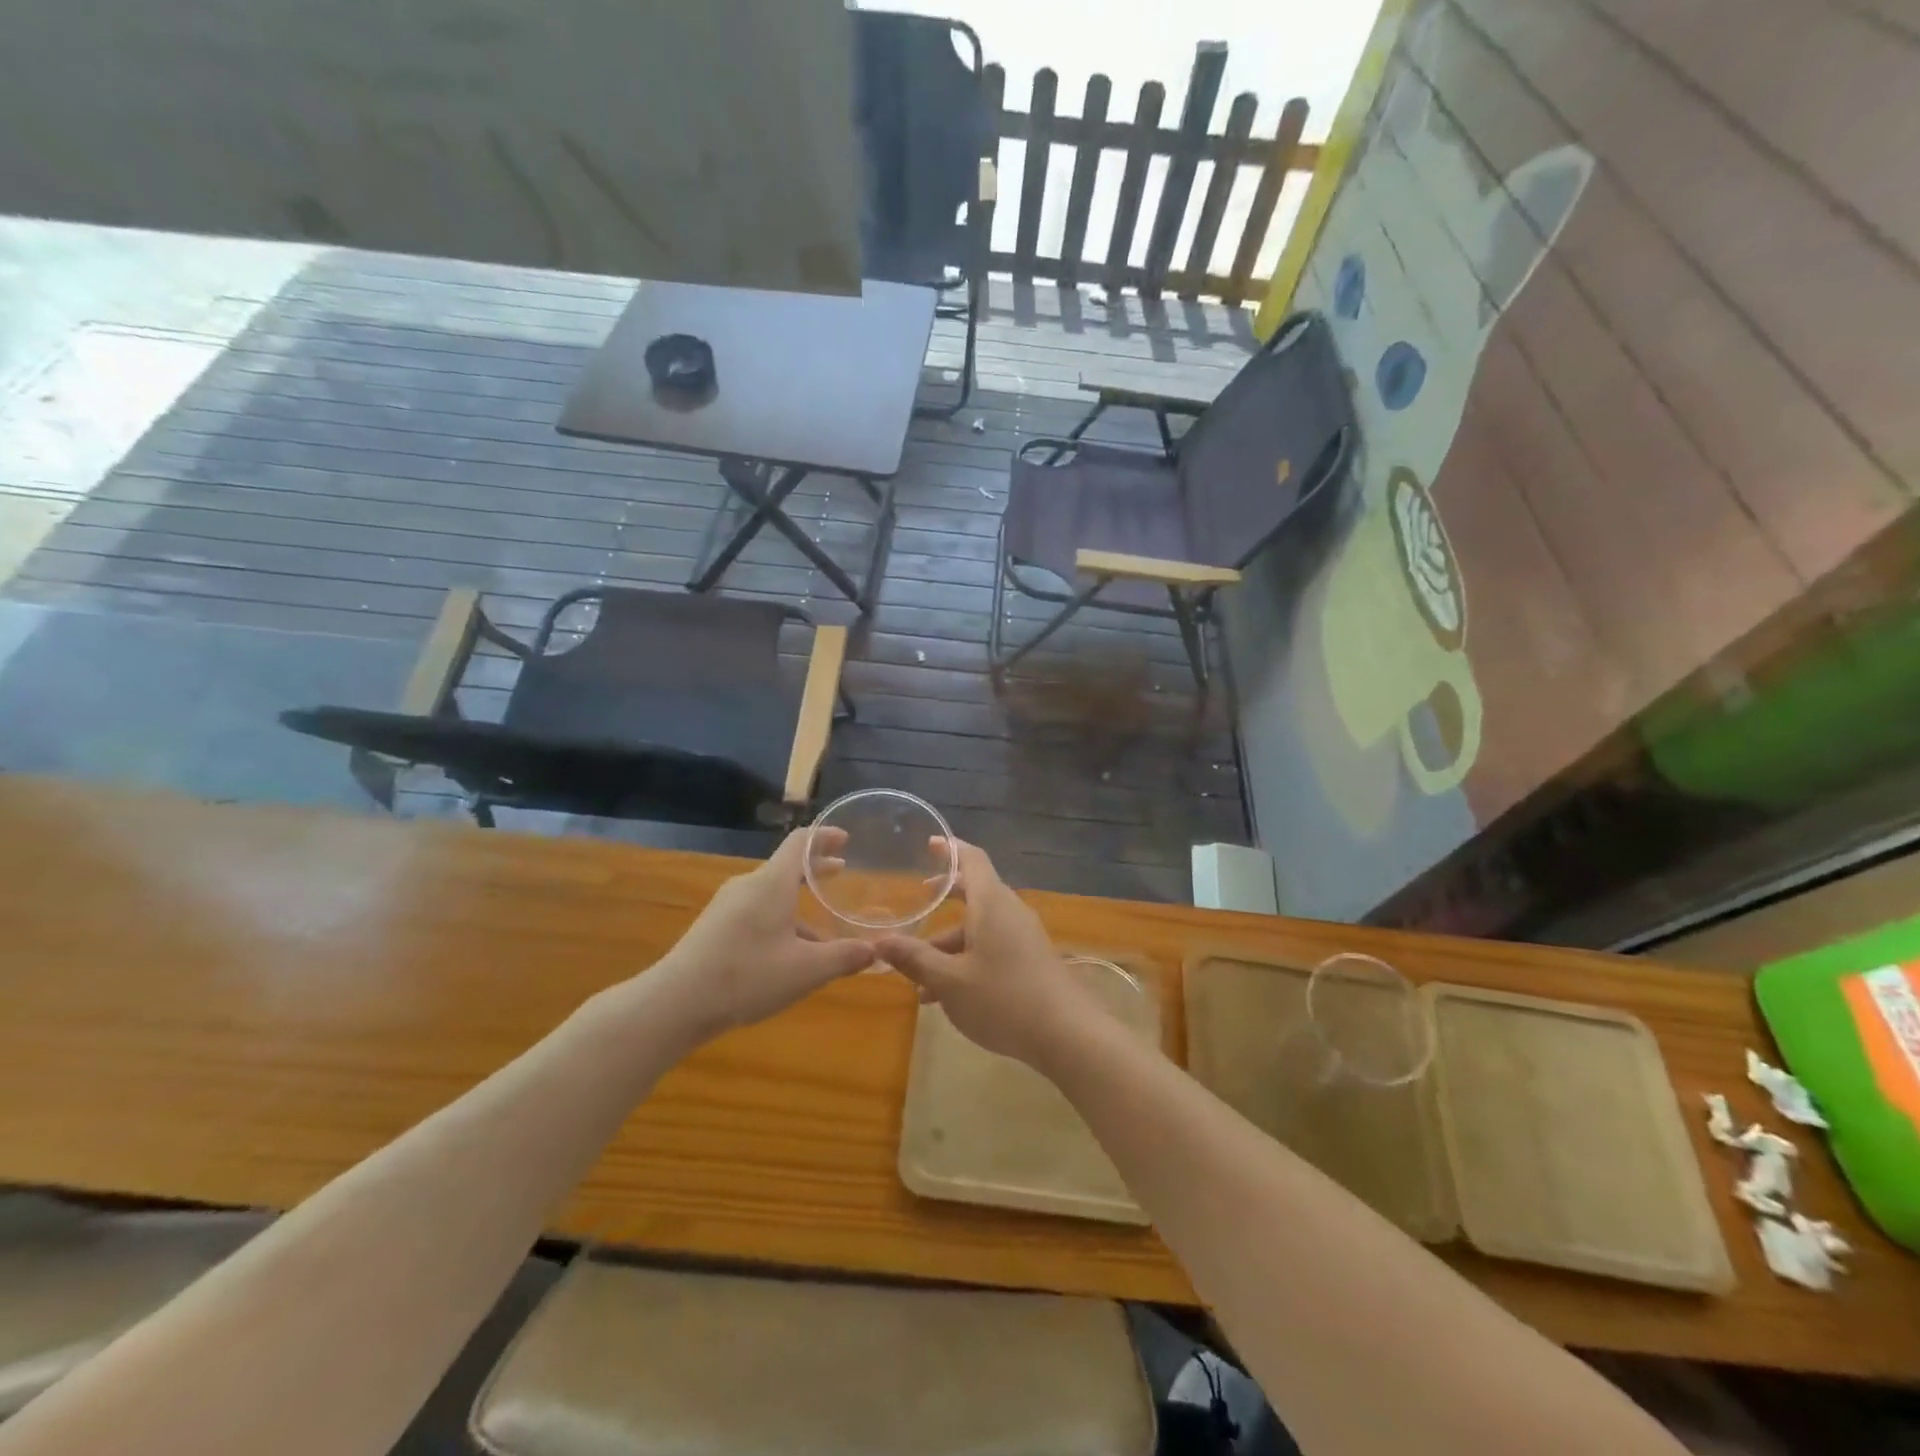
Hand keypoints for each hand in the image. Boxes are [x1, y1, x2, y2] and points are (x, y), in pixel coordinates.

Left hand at [647, 828, 873, 1043]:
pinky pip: (756, 912)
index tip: (845, 838)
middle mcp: (748, 886)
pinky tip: (789, 954)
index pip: (800, 842)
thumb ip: (843, 957)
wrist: (675, 1003)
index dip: (824, 836)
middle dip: (815, 869)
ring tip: (824, 929)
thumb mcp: (805, 971)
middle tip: (842, 872)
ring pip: (771, 894)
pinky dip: (780, 919)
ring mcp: (728, 906)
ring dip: (799, 903)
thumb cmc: (746, 976)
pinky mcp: (715, 927)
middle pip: (786, 867)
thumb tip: (875, 950)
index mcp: (771, 884)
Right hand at [875, 839, 1096, 1066]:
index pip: (972, 859)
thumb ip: (914, 959)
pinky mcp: (1031, 959)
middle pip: (975, 892)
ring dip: (949, 943)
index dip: (950, 848)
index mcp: (991, 903)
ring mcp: (1024, 936)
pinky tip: (944, 995)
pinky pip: (992, 946)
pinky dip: (967, 958)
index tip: (930, 843)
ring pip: (980, 927)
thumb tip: (879, 942)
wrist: (1067, 1035)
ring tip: (917, 977)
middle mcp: (1009, 911)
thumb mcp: (950, 981)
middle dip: (944, 897)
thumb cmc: (1003, 998)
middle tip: (917, 900)